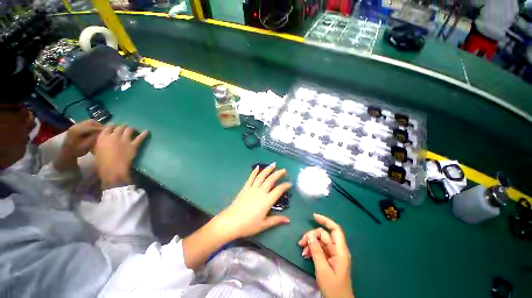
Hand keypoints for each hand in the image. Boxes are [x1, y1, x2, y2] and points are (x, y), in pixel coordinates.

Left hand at [54, 120, 102, 170]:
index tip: (109, 132)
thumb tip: (103, 132)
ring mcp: (76, 125)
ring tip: (100, 132)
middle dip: (99, 126)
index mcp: (78, 130)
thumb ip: (94, 137)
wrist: (67, 152)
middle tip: (105, 131)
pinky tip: (94, 132)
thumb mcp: (87, 145)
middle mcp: (76, 125)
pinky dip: (92, 127)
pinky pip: (87, 124)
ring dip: (96, 126)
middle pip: (91, 122)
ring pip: (89, 122)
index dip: (102, 129)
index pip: (93, 126)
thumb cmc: (77, 151)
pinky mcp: (76, 127)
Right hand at [93, 124, 148, 188]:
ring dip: (131, 128)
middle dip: (123, 126)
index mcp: (103, 136)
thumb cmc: (102, 161)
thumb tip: (104, 139)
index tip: (115, 125)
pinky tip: (147, 131)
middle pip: (120, 127)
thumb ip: (101, 142)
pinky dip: (144, 134)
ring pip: (129, 130)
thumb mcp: (96, 149)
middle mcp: (114, 135)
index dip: (113, 125)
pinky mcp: (133, 145)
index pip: (109, 127)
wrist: (113, 168)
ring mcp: (125, 140)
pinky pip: (140, 138)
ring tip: (132, 129)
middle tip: (125, 127)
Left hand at [215, 163, 290, 241]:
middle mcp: (261, 192)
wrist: (231, 222)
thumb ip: (276, 220)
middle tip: (283, 170)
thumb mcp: (264, 225)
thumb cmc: (248, 225)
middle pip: (271, 180)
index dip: (285, 186)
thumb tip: (288, 220)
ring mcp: (252, 188)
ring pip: (262, 176)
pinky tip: (257, 167)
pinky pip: (251, 178)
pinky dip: (254, 172)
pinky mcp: (245, 188)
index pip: (279, 190)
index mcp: (267, 200)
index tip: (289, 183)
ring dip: (268, 169)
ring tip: (273, 164)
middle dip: (278, 174)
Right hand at [298, 214, 353, 297]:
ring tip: (302, 251)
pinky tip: (306, 255)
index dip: (325, 221)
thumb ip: (317, 252)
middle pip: (324, 235)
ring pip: (320, 241)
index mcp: (340, 251)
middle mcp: (337, 250)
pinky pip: (320, 249)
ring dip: (310, 243)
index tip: (314, 216)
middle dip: (312, 236)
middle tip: (301, 242)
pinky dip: (312, 250)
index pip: (335, 229)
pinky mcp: (329, 259)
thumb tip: (310, 236)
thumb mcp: (323, 270)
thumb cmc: (333, 288)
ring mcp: (333, 254)